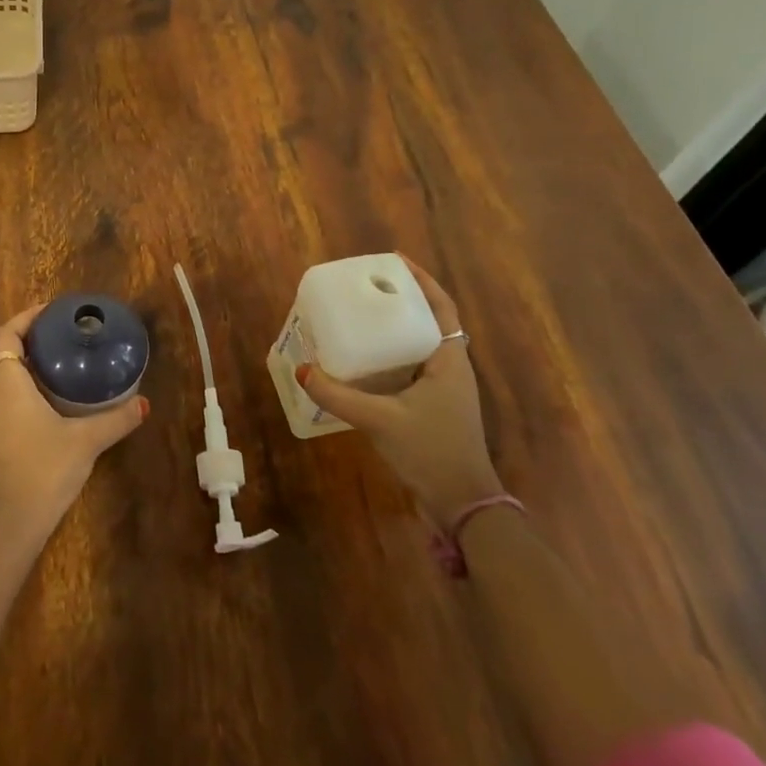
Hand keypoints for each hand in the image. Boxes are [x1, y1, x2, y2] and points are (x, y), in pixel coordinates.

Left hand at [0, 303, 147, 538]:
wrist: (11, 522)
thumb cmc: (44, 468)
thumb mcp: (86, 440)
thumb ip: (116, 419)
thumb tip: (144, 403)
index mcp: (7, 381)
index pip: (7, 333)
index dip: (26, 317)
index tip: (52, 312)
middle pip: (6, 353)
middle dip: (33, 340)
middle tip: (66, 337)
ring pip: (5, 378)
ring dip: (29, 367)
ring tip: (63, 364)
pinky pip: (6, 399)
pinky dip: (25, 390)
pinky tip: (53, 402)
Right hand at [297, 259, 501, 521]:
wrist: (463, 505)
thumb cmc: (431, 451)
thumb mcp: (380, 420)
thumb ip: (339, 396)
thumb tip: (302, 370)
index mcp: (449, 361)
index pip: (441, 307)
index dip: (422, 281)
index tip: (394, 260)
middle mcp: (451, 369)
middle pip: (429, 321)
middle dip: (402, 301)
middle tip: (368, 287)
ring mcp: (444, 390)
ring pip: (419, 346)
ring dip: (397, 328)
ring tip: (363, 316)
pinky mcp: (434, 408)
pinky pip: (411, 368)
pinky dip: (391, 357)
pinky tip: (365, 361)